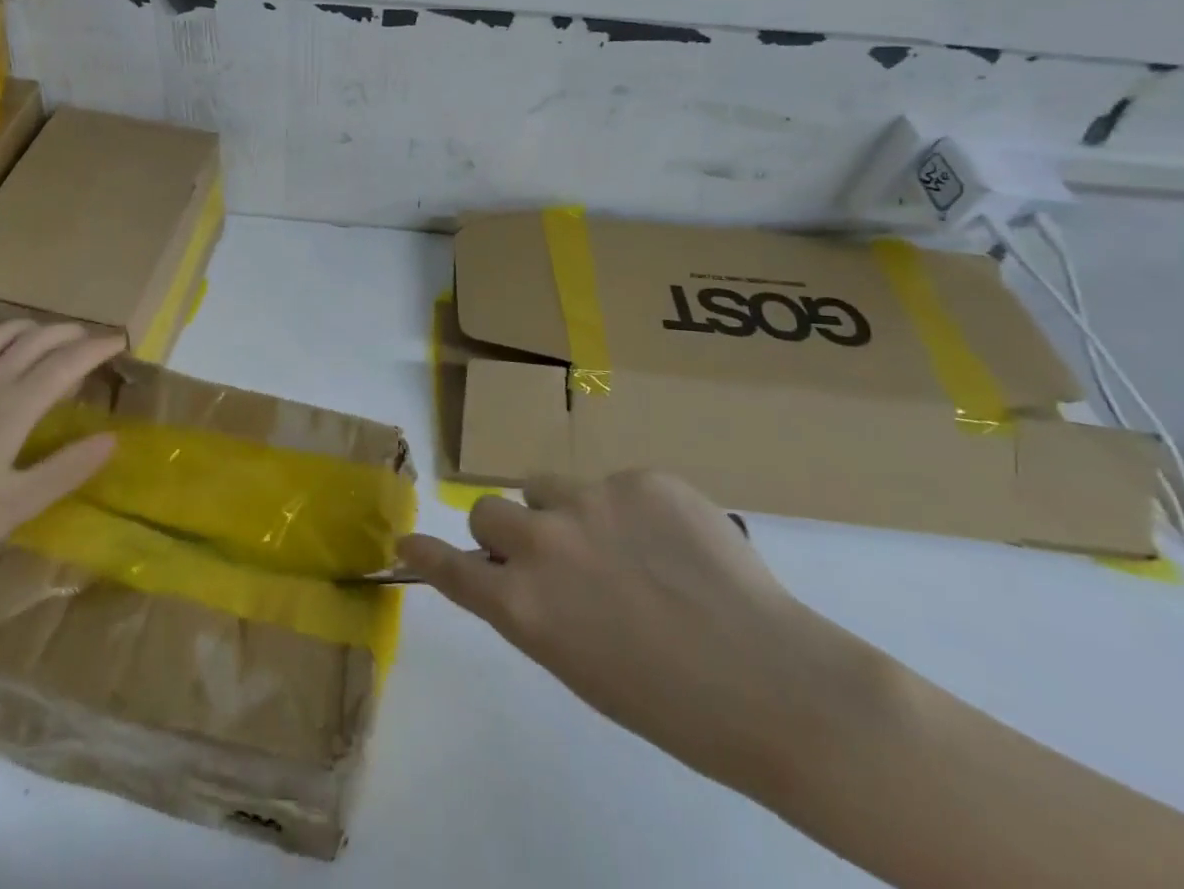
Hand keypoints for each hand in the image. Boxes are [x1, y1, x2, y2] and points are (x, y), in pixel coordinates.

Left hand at [0, 319, 125, 590]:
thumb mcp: (15, 505)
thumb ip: (66, 469)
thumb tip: (112, 438)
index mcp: (11, 408)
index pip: (65, 364)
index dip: (95, 348)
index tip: (120, 340)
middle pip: (33, 341)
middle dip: (68, 332)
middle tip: (92, 337)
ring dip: (31, 329)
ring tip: (48, 335)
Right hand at [399, 470, 888, 797]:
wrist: (779, 686)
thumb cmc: (674, 706)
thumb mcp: (580, 667)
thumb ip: (535, 611)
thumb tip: (519, 574)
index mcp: (524, 606)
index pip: (452, 567)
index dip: (425, 553)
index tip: (404, 542)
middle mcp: (541, 543)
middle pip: (487, 510)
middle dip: (507, 531)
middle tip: (550, 556)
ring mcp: (589, 501)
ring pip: (544, 487)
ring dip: (561, 511)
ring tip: (619, 546)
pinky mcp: (639, 477)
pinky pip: (611, 484)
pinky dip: (627, 509)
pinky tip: (673, 544)